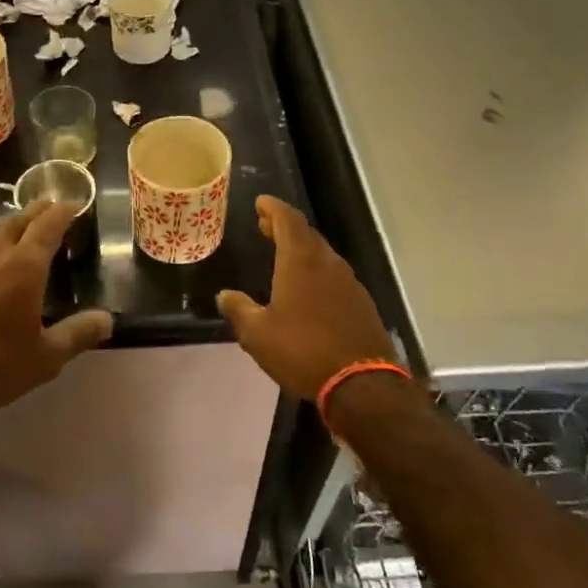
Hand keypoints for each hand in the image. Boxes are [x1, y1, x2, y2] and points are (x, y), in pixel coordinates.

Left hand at [0, 201, 112, 415]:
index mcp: (23, 267)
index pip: (47, 226)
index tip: (73, 202)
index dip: (62, 212)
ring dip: (8, 226)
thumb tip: (108, 319)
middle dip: (36, 212)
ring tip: (18, 229)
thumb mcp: (45, 358)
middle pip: (17, 222)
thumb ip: (78, 334)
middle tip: (49, 206)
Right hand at [217, 195, 398, 399]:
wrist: (362, 384)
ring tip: (284, 256)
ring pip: (323, 255)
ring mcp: (349, 283)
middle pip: (306, 234)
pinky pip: (335, 276)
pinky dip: (317, 272)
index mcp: (300, 261)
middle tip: (266, 227)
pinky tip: (309, 289)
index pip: (288, 219)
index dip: (273, 207)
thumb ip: (239, 310)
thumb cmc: (302, 351)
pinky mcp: (362, 304)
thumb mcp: (258, 334)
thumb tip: (225, 296)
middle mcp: (327, 264)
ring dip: (302, 249)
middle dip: (285, 227)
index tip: (260, 202)